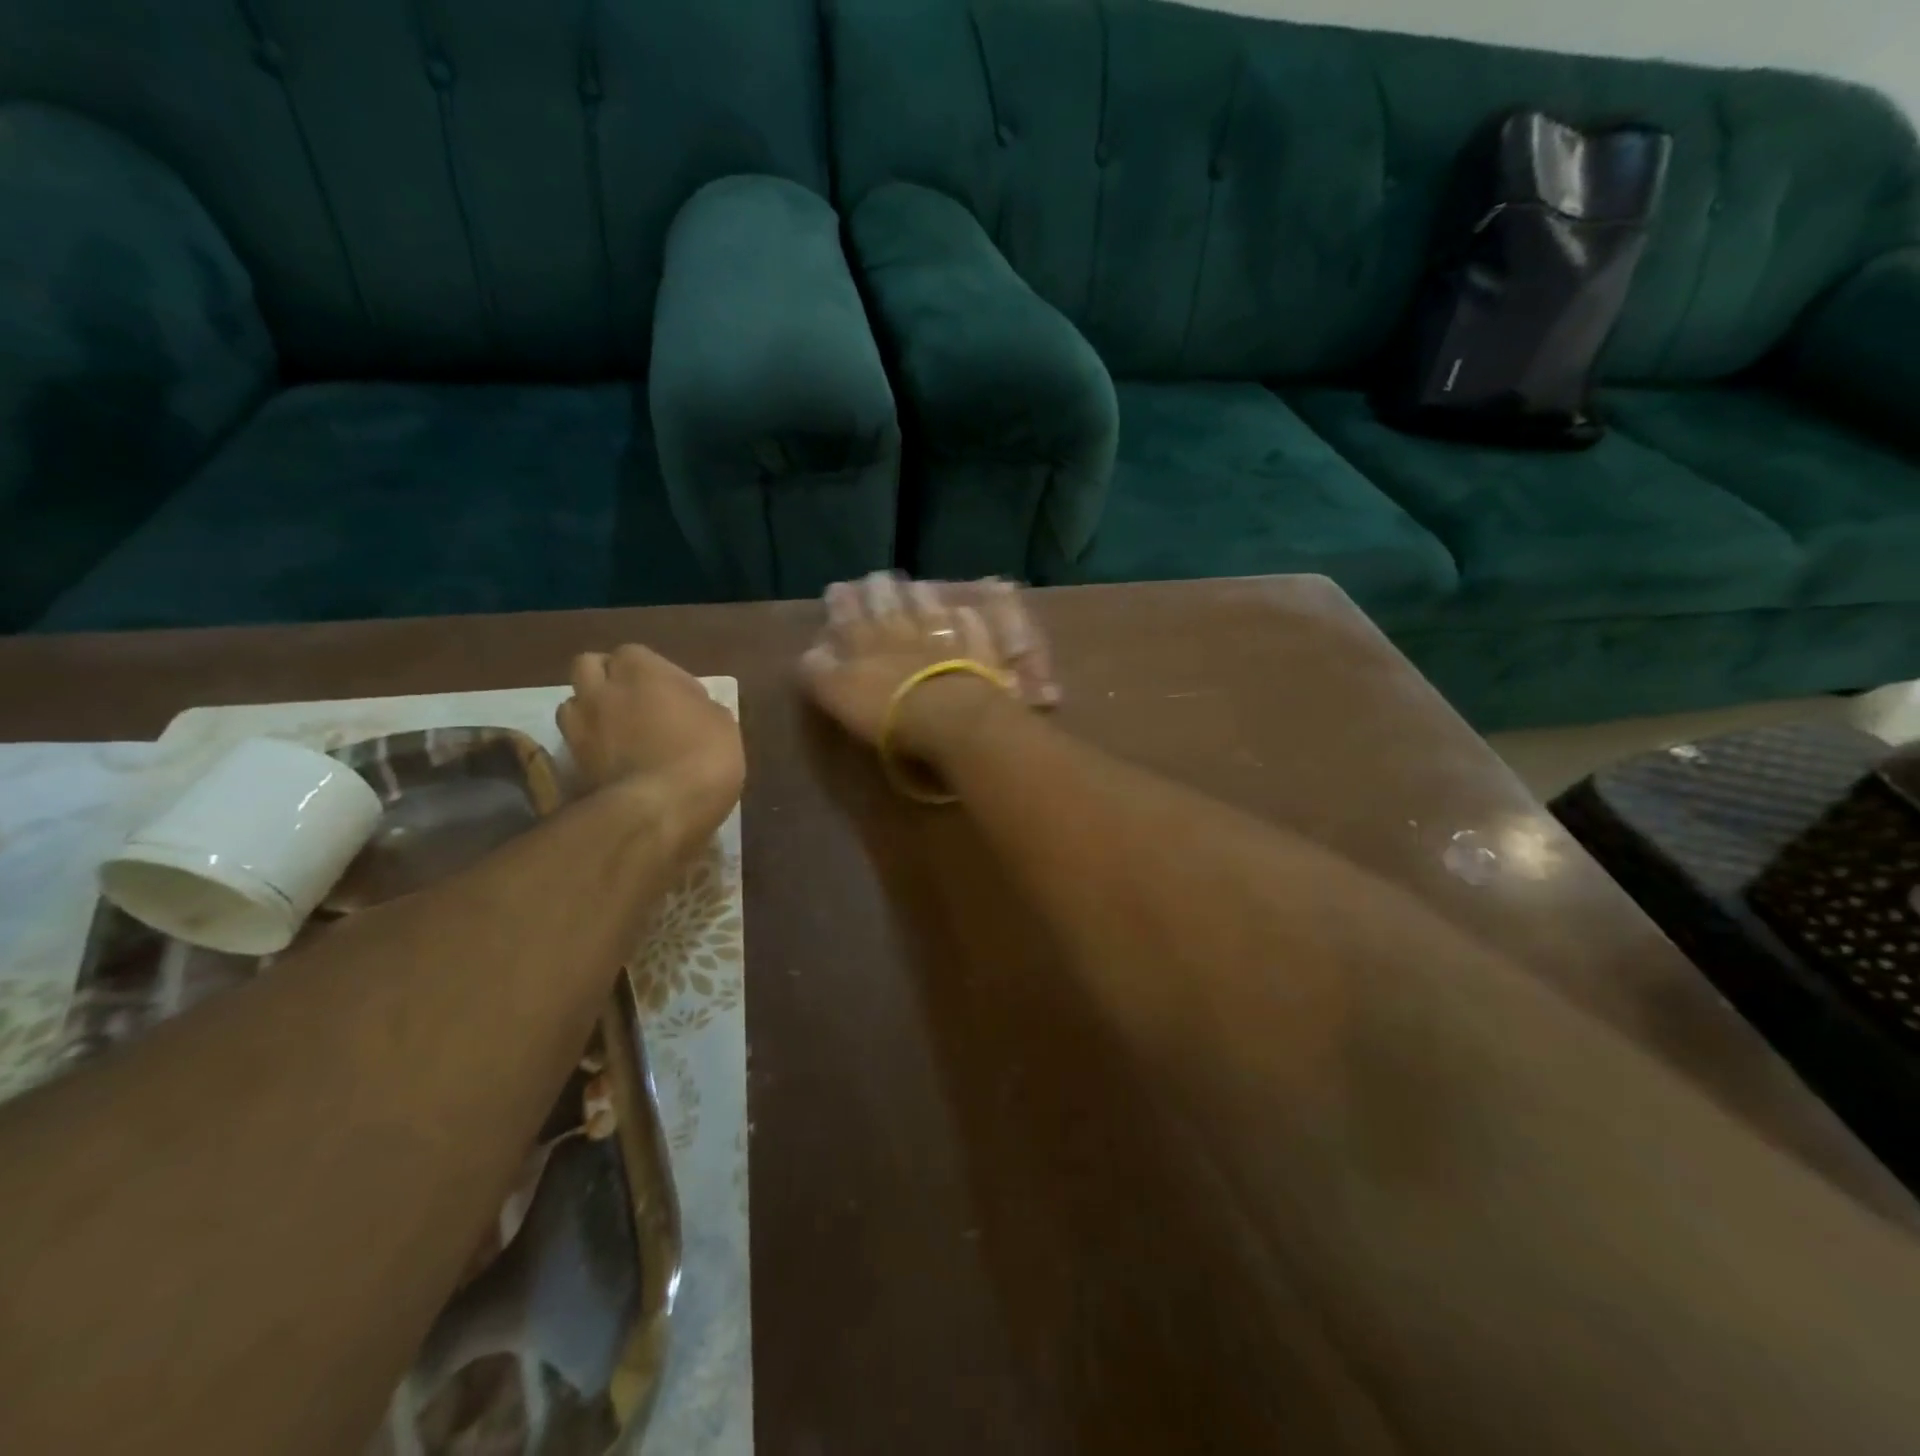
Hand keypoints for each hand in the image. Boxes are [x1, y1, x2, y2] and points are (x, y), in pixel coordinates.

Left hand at [557, 645, 744, 836]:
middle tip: (635, 702)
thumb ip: (698, 706)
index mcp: (642, 670)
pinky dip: (588, 745)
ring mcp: (580, 726)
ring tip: (616, 731)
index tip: (675, 694)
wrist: (659, 811)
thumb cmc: (703, 757)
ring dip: (591, 710)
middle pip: (589, 666)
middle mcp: (602, 689)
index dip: (652, 672)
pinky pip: (574, 741)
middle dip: (607, 678)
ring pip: (573, 703)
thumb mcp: (722, 724)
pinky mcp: (571, 762)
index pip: (634, 654)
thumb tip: (689, 707)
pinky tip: (611, 760)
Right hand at [799, 573, 1052, 762]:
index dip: (841, 603)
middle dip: (880, 590)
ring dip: (920, 597)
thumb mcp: (838, 696)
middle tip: (876, 577)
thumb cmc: (887, 714)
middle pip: (889, 605)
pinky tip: (964, 611)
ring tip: (916, 586)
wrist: (950, 716)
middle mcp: (903, 633)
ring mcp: (943, 638)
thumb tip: (812, 653)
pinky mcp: (977, 652)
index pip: (848, 617)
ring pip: (929, 609)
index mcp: (864, 644)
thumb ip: (821, 673)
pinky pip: (971, 627)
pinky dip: (965, 618)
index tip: (836, 588)